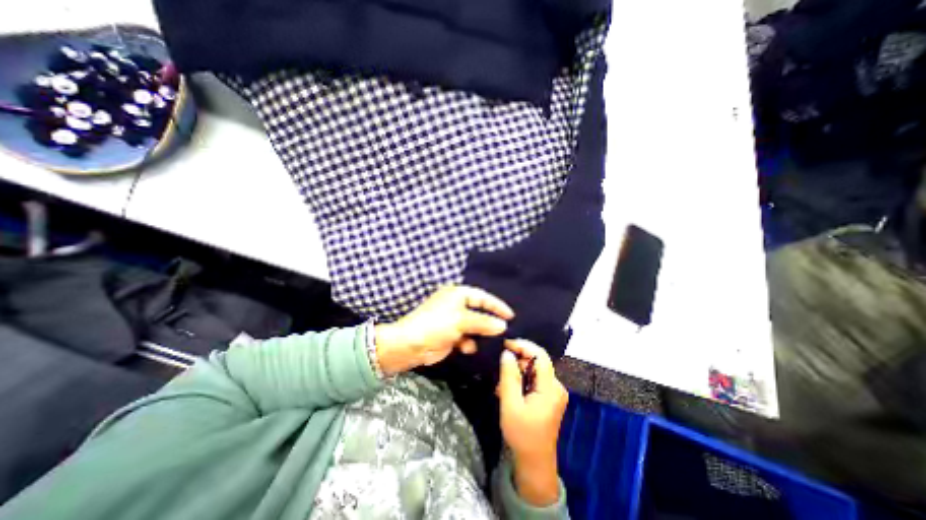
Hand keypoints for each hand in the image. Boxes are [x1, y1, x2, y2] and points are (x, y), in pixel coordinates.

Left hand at [372, 286, 513, 375]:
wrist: (410, 345)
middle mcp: (456, 305)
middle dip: (490, 322)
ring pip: (474, 326)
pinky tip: (468, 348)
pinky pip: (466, 337)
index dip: (497, 306)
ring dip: (480, 334)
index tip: (511, 316)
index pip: (482, 297)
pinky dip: (468, 343)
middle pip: (479, 312)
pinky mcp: (450, 335)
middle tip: (504, 331)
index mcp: (458, 294)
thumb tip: (503, 325)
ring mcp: (453, 320)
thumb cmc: (436, 325)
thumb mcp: (462, 320)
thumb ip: (484, 322)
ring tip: (490, 342)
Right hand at [496, 339, 567, 506]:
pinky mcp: (549, 397)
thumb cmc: (522, 434)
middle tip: (499, 368)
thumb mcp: (511, 404)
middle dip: (518, 361)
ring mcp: (554, 392)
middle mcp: (556, 386)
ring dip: (517, 372)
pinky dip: (521, 380)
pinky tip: (509, 391)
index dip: (523, 345)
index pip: (540, 355)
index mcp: (550, 388)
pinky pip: (535, 380)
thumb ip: (509, 376)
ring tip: (502, 384)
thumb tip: (507, 353)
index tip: (505, 344)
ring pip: (534, 370)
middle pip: (537, 361)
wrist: (535, 462)